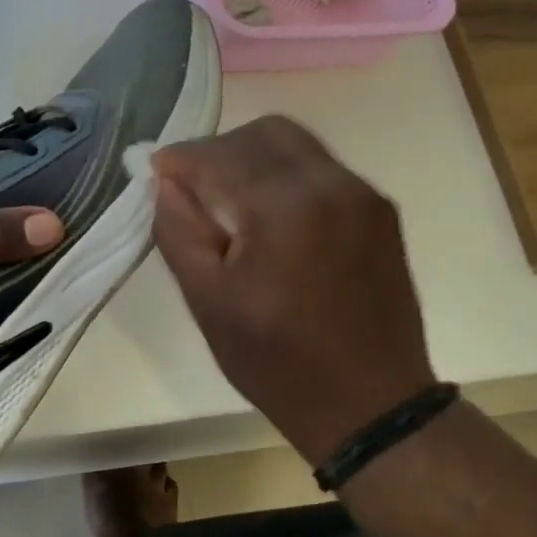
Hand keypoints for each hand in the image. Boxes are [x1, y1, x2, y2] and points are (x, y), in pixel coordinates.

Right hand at [151, 116, 434, 464]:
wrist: (369, 403)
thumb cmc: (276, 361)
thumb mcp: (208, 303)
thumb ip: (178, 232)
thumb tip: (165, 183)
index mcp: (283, 208)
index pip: (219, 155)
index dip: (180, 158)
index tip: (155, 171)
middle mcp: (330, 184)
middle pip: (262, 133)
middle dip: (218, 150)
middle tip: (192, 187)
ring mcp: (363, 195)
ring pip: (296, 144)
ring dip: (253, 157)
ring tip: (229, 200)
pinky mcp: (381, 211)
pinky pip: (323, 169)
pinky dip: (286, 175)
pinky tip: (272, 216)